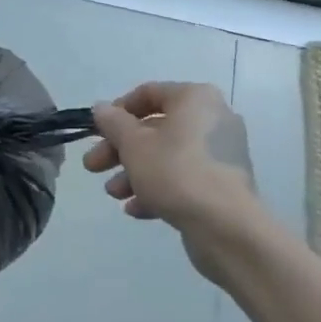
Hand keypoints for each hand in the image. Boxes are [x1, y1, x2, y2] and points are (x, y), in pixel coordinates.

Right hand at [86, 82, 260, 275]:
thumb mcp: (134, 145)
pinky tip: (135, 209)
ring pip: (167, 156)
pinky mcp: (223, 184)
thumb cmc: (176, 172)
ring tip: (112, 193)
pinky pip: (184, 178)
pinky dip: (158, 189)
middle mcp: (212, 119)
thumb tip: (101, 108)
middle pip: (155, 128)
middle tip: (93, 166)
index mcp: (195, 98)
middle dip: (120, 149)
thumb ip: (113, 123)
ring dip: (135, 172)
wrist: (227, 228)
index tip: (97, 131)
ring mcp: (221, 153)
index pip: (148, 93)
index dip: (117, 111)